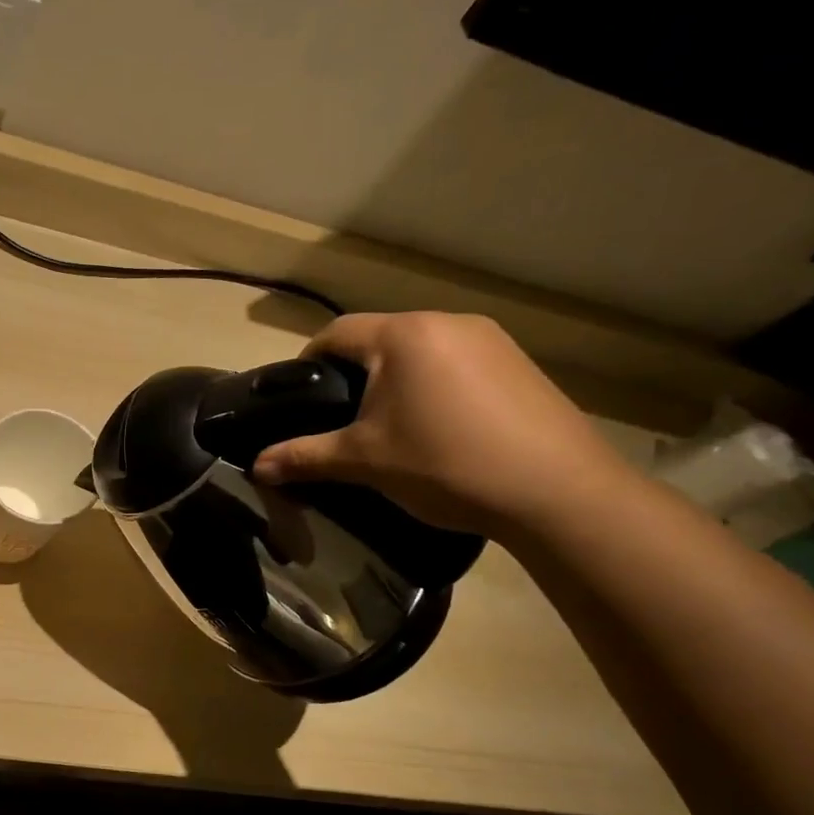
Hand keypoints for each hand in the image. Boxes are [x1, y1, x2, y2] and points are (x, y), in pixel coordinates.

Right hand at [251, 312, 636, 537]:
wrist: (557, 491)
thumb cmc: (445, 464)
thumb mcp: (365, 462)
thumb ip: (305, 457)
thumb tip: (256, 466)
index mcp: (404, 336)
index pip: (337, 331)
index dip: (309, 360)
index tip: (300, 397)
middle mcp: (447, 323)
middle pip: (380, 338)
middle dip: (354, 373)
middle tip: (342, 419)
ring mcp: (491, 340)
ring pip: (420, 350)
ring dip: (397, 379)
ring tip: (391, 426)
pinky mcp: (519, 363)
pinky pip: (457, 363)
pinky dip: (435, 386)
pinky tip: (441, 428)